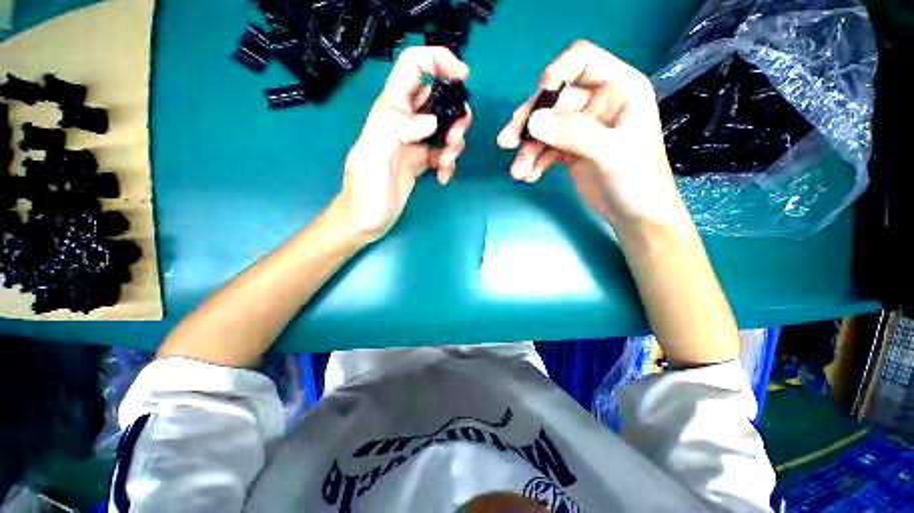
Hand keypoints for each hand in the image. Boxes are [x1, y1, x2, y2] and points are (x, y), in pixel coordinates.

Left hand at [336, 46, 471, 242]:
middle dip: (455, 115)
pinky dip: (448, 164)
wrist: (366, 220)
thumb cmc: (365, 191)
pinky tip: (442, 178)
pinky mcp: (421, 162)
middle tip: (455, 139)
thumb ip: (397, 130)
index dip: (439, 60)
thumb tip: (432, 121)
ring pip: (445, 127)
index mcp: (390, 110)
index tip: (463, 77)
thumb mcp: (372, 156)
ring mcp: (414, 143)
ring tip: (446, 163)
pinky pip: (443, 154)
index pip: (413, 66)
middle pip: (439, 99)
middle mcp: (404, 121)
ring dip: (455, 143)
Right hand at [497, 41, 687, 230]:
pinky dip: (535, 162)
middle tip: (507, 141)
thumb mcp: (610, 152)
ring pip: (545, 128)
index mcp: (618, 88)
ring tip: (517, 171)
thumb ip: (574, 133)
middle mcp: (597, 103)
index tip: (539, 96)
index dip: (557, 72)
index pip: (583, 60)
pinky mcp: (570, 151)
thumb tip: (532, 123)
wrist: (635, 214)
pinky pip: (546, 150)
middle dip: (529, 122)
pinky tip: (529, 176)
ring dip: (528, 149)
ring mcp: (581, 129)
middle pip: (554, 100)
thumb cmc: (637, 179)